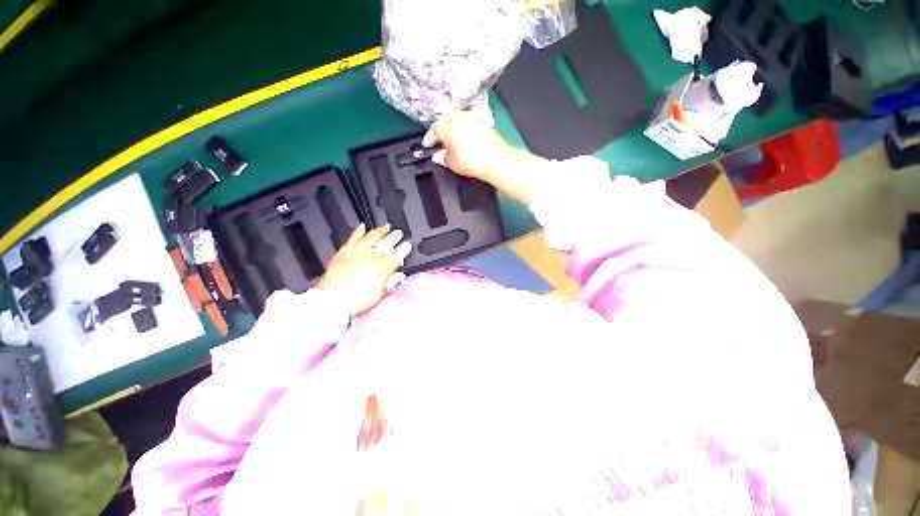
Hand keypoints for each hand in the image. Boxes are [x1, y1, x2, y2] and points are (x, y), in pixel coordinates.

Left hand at [317, 224, 410, 316]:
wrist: (331, 301)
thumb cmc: (356, 300)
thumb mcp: (380, 295)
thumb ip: (391, 283)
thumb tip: (399, 276)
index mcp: (382, 267)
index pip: (397, 255)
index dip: (404, 249)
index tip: (407, 245)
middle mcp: (371, 256)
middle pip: (386, 243)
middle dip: (394, 237)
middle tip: (399, 233)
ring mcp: (357, 253)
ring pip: (371, 237)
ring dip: (380, 231)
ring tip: (386, 226)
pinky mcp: (344, 253)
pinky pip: (353, 238)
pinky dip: (358, 231)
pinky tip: (362, 226)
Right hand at [423, 110, 507, 181]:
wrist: (495, 160)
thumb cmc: (472, 162)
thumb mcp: (452, 163)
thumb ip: (443, 156)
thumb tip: (442, 154)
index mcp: (448, 127)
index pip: (434, 131)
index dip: (429, 139)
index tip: (428, 145)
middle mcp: (459, 118)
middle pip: (445, 120)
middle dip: (441, 129)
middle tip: (439, 140)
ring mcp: (472, 118)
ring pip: (457, 119)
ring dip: (452, 127)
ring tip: (451, 138)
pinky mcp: (482, 122)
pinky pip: (467, 123)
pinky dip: (463, 128)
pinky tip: (463, 137)